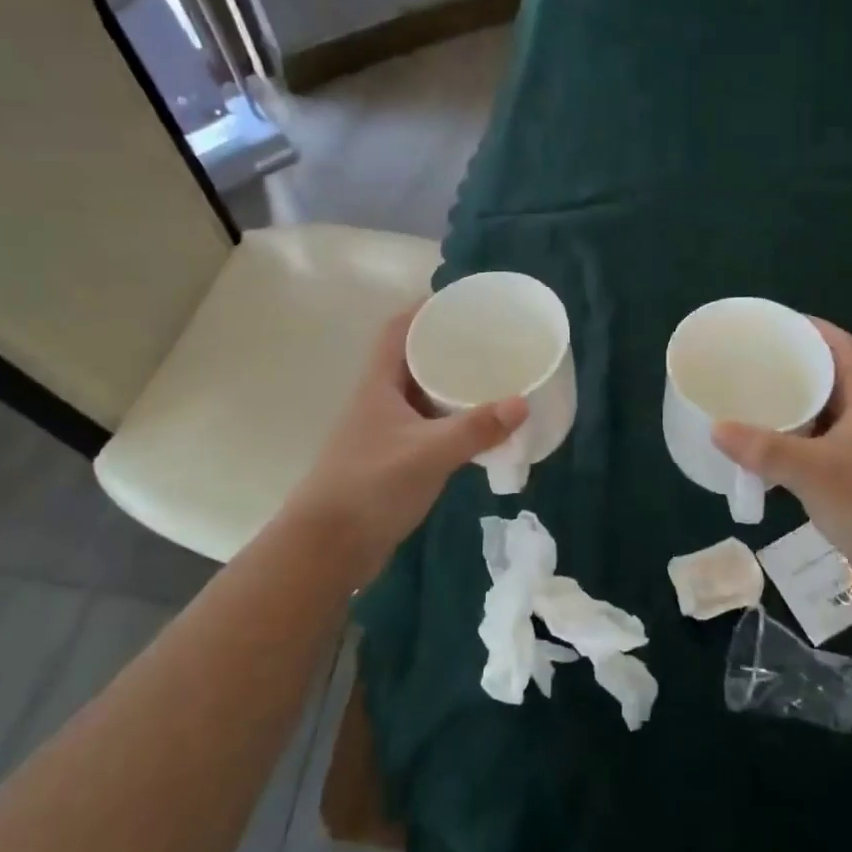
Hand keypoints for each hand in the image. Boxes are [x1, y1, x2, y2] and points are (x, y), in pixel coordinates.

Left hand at [285, 307, 527, 582]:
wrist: (328, 548)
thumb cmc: (371, 487)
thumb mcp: (428, 453)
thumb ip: (475, 429)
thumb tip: (522, 403)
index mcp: (379, 384)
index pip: (398, 329)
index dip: (426, 309)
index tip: (464, 303)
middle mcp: (380, 400)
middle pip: (413, 358)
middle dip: (448, 345)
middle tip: (490, 342)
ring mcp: (385, 430)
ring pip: (421, 394)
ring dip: (451, 384)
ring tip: (492, 378)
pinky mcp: (392, 458)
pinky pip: (427, 425)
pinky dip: (451, 420)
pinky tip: (477, 428)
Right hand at [713, 319, 851, 610]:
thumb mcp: (816, 472)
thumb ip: (766, 450)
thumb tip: (716, 428)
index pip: (841, 348)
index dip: (811, 328)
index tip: (772, 324)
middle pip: (826, 378)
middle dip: (790, 366)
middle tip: (747, 362)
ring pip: (818, 416)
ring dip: (787, 407)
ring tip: (746, 400)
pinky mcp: (849, 481)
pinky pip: (812, 448)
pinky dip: (787, 444)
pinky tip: (760, 452)